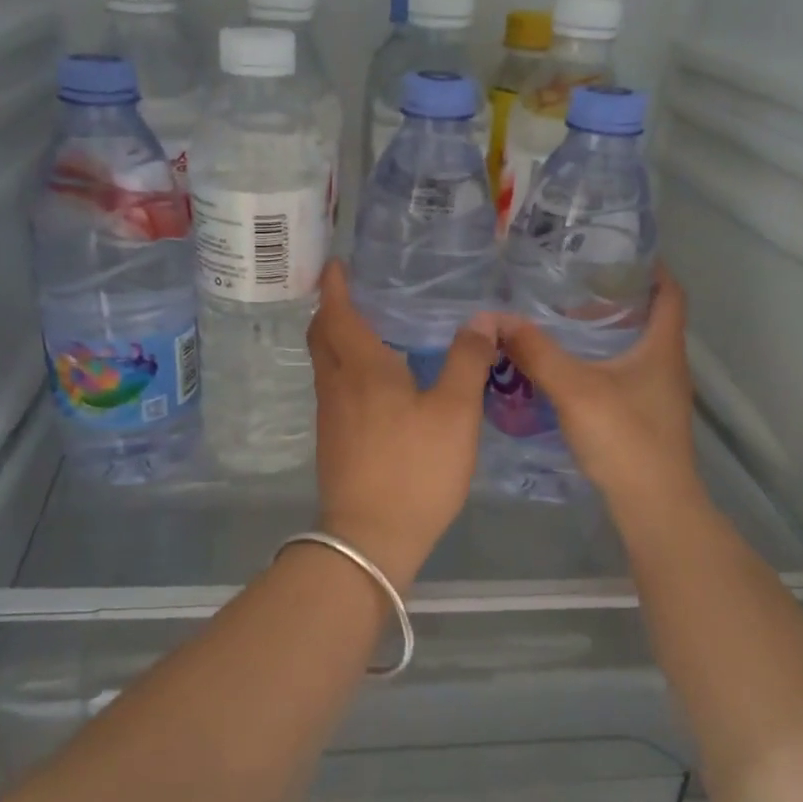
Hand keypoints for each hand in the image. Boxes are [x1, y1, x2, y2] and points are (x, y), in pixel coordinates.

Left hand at [307, 262, 498, 585]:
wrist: (370, 537)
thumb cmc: (415, 469)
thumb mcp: (455, 413)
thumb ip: (467, 361)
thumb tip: (481, 319)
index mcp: (362, 368)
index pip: (337, 313)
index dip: (333, 286)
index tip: (335, 264)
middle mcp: (336, 385)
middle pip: (321, 336)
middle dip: (330, 309)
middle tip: (351, 293)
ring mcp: (329, 416)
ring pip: (325, 364)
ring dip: (336, 340)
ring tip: (367, 330)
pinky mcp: (332, 441)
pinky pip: (334, 389)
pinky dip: (345, 369)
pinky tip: (373, 381)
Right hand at [498, 268, 706, 522]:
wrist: (652, 504)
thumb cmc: (624, 438)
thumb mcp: (574, 389)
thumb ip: (536, 352)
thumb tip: (496, 318)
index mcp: (662, 346)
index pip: (669, 292)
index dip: (649, 268)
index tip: (614, 254)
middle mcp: (667, 365)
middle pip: (648, 318)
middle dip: (614, 298)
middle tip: (571, 285)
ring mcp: (658, 394)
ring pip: (633, 349)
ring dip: (604, 333)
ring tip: (561, 322)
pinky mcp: (645, 417)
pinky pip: (623, 374)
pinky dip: (599, 362)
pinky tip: (566, 370)